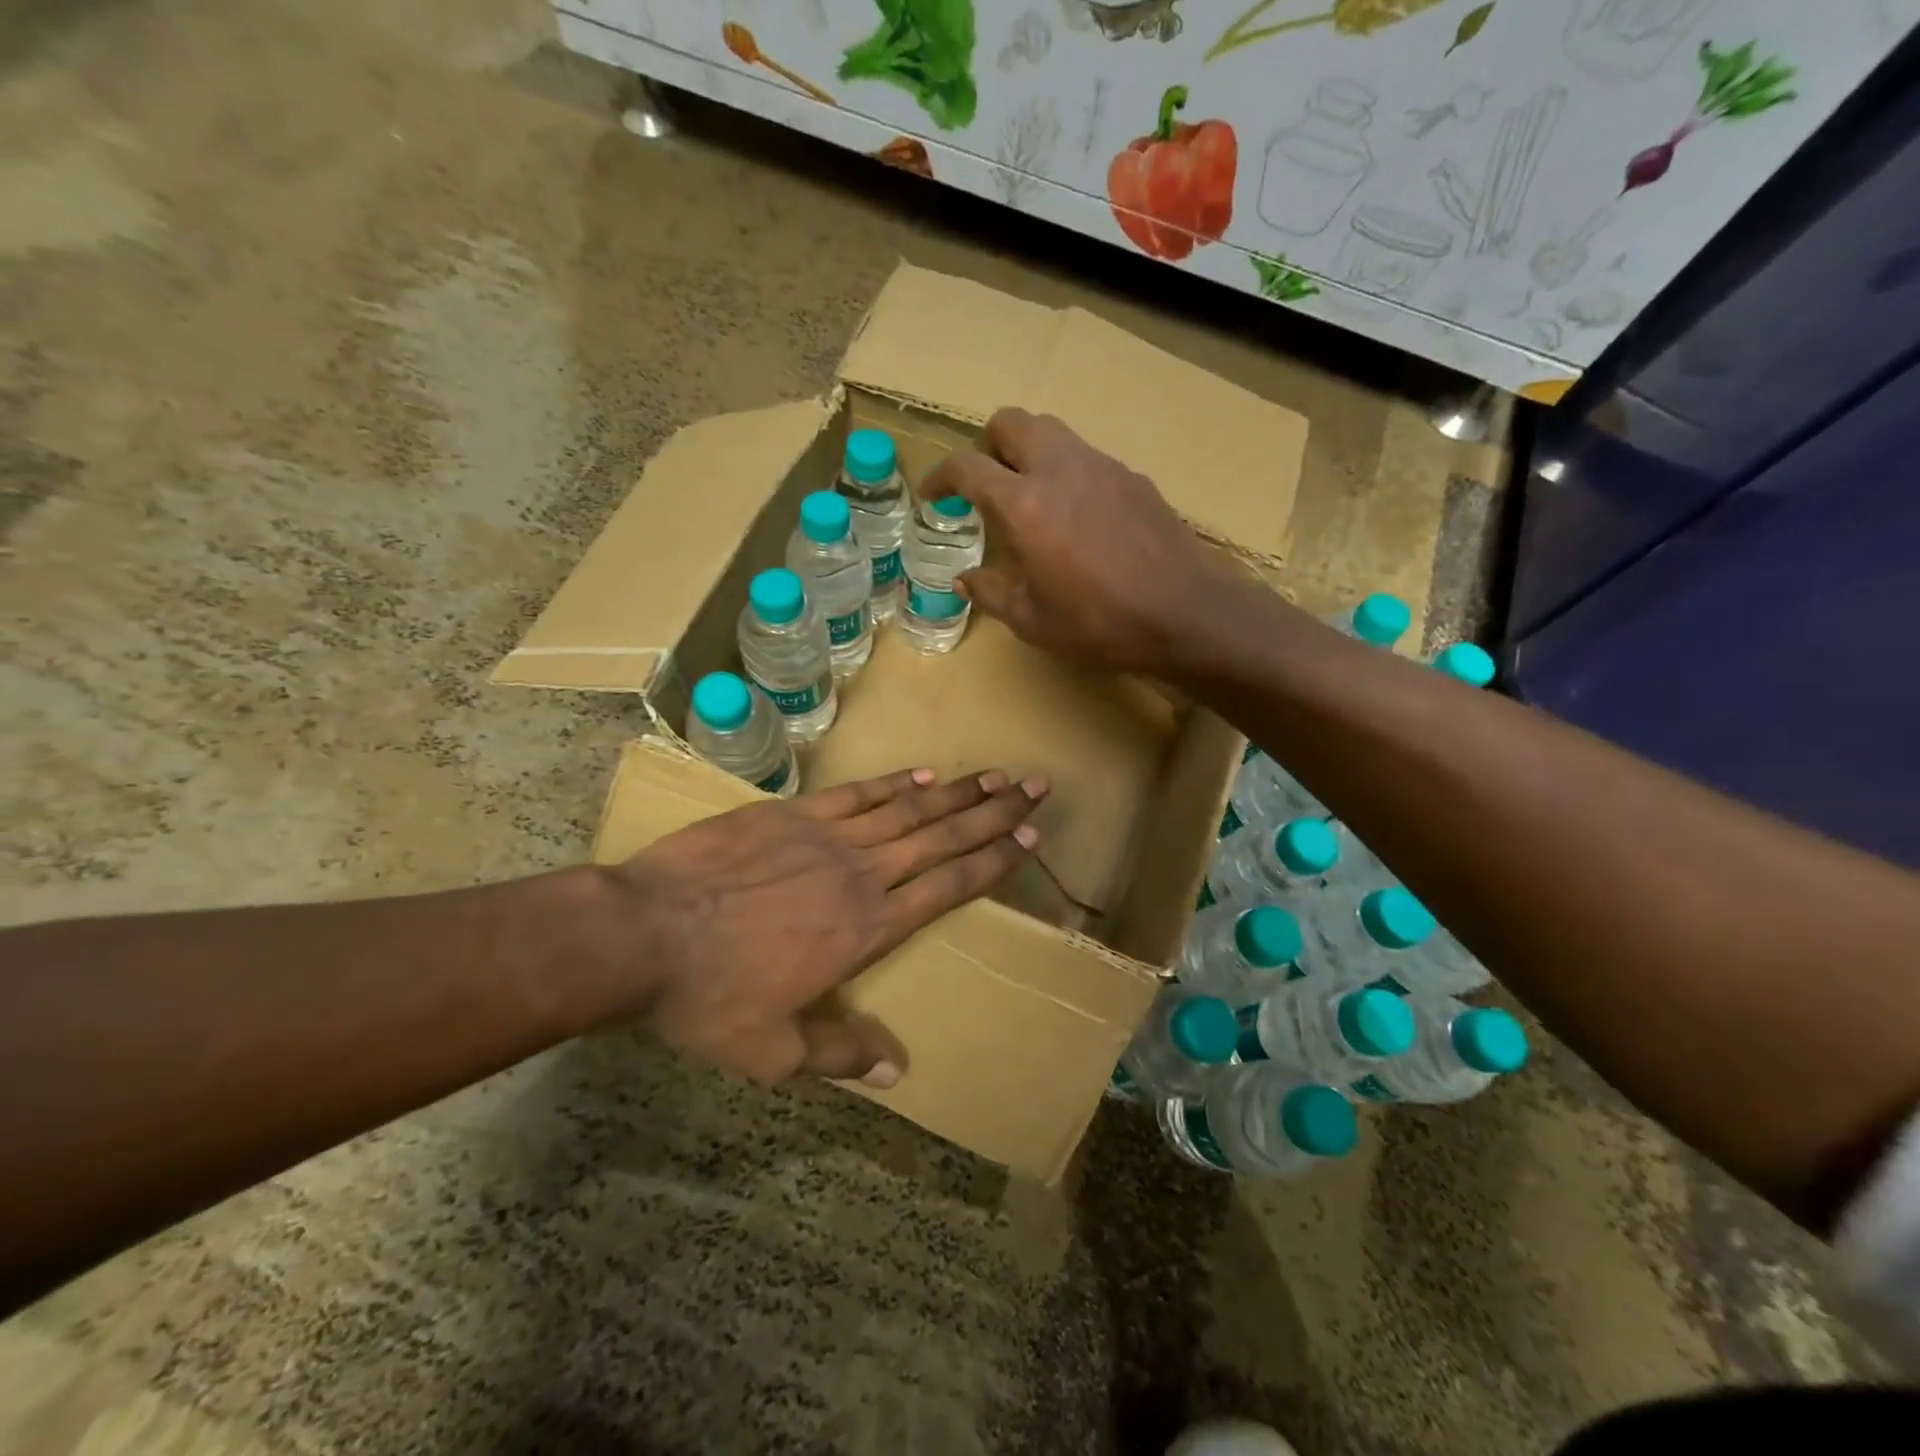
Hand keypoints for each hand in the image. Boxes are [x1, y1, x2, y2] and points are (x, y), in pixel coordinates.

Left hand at [615, 767, 1046, 1086]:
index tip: (1029, 837)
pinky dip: (892, 783)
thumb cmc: (709, 998)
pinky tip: (921, 774)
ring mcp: (827, 838)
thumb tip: (897, 1071)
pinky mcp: (791, 814)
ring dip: (955, 791)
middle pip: (941, 837)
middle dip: (993, 813)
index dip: (993, 860)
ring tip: (994, 774)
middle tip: (1035, 787)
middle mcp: (862, 875)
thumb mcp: (774, 1051)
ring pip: (907, 809)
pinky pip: (855, 795)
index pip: (948, 887)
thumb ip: (840, 1055)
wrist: (643, 934)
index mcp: (867, 928)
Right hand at [922, 408, 1238, 674]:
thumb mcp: (1032, 620)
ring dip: (1029, 454)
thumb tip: (965, 579)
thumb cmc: (1099, 623)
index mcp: (1025, 505)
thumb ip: (991, 593)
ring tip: (1032, 501)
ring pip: (1053, 433)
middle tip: (986, 486)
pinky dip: (1067, 473)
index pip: (967, 467)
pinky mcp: (1133, 477)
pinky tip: (1078, 518)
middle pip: (1011, 422)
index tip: (935, 497)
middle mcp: (1060, 469)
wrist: (1183, 613)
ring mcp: (1102, 467)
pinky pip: (1087, 458)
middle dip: (988, 446)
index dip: (941, 477)